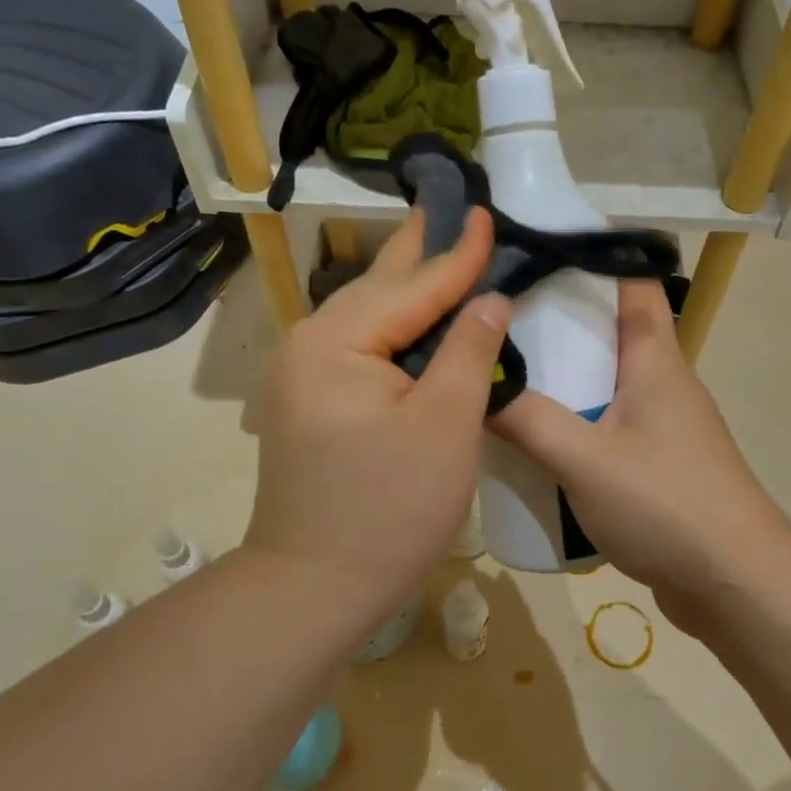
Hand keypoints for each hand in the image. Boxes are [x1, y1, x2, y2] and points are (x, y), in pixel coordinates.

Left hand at [244, 209, 511, 632]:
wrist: (314, 586)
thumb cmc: (389, 507)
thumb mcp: (445, 424)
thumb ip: (468, 350)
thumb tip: (489, 299)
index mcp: (338, 340)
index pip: (414, 285)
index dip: (459, 253)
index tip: (488, 211)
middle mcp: (308, 345)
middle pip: (379, 288)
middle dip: (418, 250)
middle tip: (446, 204)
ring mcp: (302, 376)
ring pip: (366, 317)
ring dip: (405, 287)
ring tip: (434, 248)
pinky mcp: (309, 404)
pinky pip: (358, 348)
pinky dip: (392, 328)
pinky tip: (412, 319)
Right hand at [487, 280, 790, 620]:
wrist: (735, 583)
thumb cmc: (666, 503)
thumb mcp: (584, 458)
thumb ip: (527, 420)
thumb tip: (475, 383)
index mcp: (656, 360)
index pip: (634, 283)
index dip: (595, 257)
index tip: (538, 248)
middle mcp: (664, 384)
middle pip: (612, 334)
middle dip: (560, 323)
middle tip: (498, 319)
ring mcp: (665, 428)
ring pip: (608, 386)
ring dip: (565, 380)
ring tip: (506, 377)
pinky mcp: (659, 467)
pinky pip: (609, 430)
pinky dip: (576, 426)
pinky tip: (538, 444)